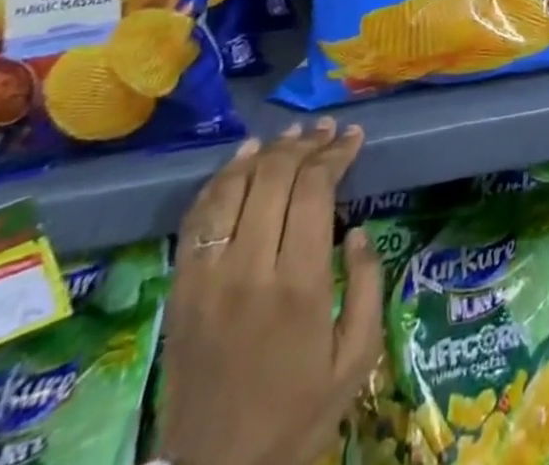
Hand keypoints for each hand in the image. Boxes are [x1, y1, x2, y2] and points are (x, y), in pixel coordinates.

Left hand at [159, 120, 384, 464]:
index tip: (354, 137)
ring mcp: (207, 279)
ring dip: (263, 153)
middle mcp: (250, 269)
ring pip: (233, 189)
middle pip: (274, 178)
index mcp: (299, 284)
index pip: (315, 189)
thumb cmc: (296, 418)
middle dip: (305, 144)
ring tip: (289, 135)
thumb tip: (358, 231)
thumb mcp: (356, 359)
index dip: (335, 154)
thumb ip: (369, 286)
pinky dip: (220, 180)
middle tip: (326, 130)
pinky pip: (197, 219)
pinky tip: (242, 159)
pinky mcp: (180, 292)